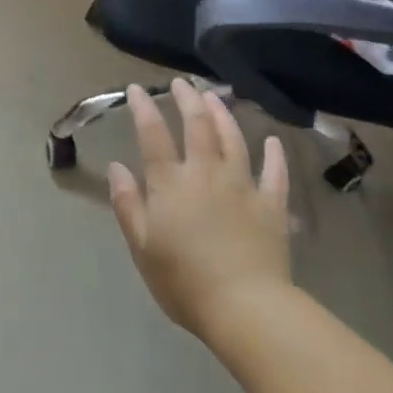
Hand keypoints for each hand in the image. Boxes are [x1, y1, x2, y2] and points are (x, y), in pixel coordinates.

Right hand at [108, 78, 292, 336]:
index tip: (137, 88)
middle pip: (197, 126)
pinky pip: (275, 173)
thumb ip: (128, 203)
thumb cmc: (184, 282)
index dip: (144, 108)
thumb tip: (117, 166)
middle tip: (181, 83)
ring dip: (223, 114)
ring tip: (215, 96)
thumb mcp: (142, 246)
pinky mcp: (272, 206)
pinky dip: (274, 155)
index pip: (153, 134)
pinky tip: (272, 141)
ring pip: (233, 139)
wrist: (247, 309)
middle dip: (187, 99)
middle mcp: (206, 174)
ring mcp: (243, 186)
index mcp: (171, 183)